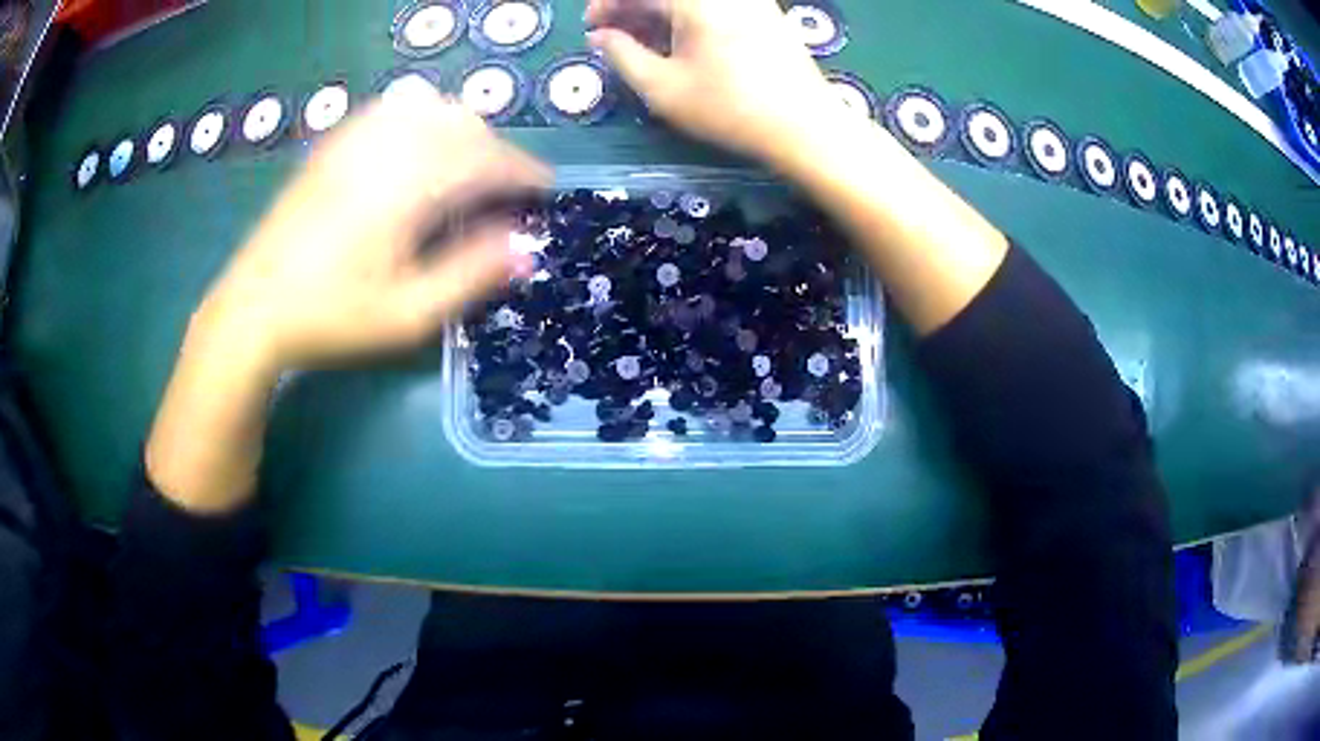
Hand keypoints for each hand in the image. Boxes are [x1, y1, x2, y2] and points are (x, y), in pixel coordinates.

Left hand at [197, 89, 548, 373]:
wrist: (253, 308)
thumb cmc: (331, 317)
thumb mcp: (408, 314)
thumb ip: (470, 276)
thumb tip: (526, 248)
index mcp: (409, 186)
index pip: (486, 160)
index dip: (524, 173)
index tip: (546, 191)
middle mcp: (387, 147)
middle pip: (463, 125)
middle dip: (498, 151)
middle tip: (508, 190)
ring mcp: (356, 139)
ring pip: (431, 108)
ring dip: (464, 131)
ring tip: (469, 167)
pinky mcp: (335, 143)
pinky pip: (393, 108)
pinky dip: (424, 118)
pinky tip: (420, 146)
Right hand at [586, 0, 845, 167]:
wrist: (806, 126)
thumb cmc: (729, 108)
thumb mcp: (662, 87)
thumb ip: (622, 55)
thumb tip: (601, 37)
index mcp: (695, 0)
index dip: (606, 5)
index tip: (591, 27)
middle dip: (632, 9)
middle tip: (613, 38)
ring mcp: (749, 0)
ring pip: (688, 1)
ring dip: (658, 13)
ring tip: (643, 45)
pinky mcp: (765, 12)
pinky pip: (714, 5)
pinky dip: (687, 16)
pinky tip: (680, 43)